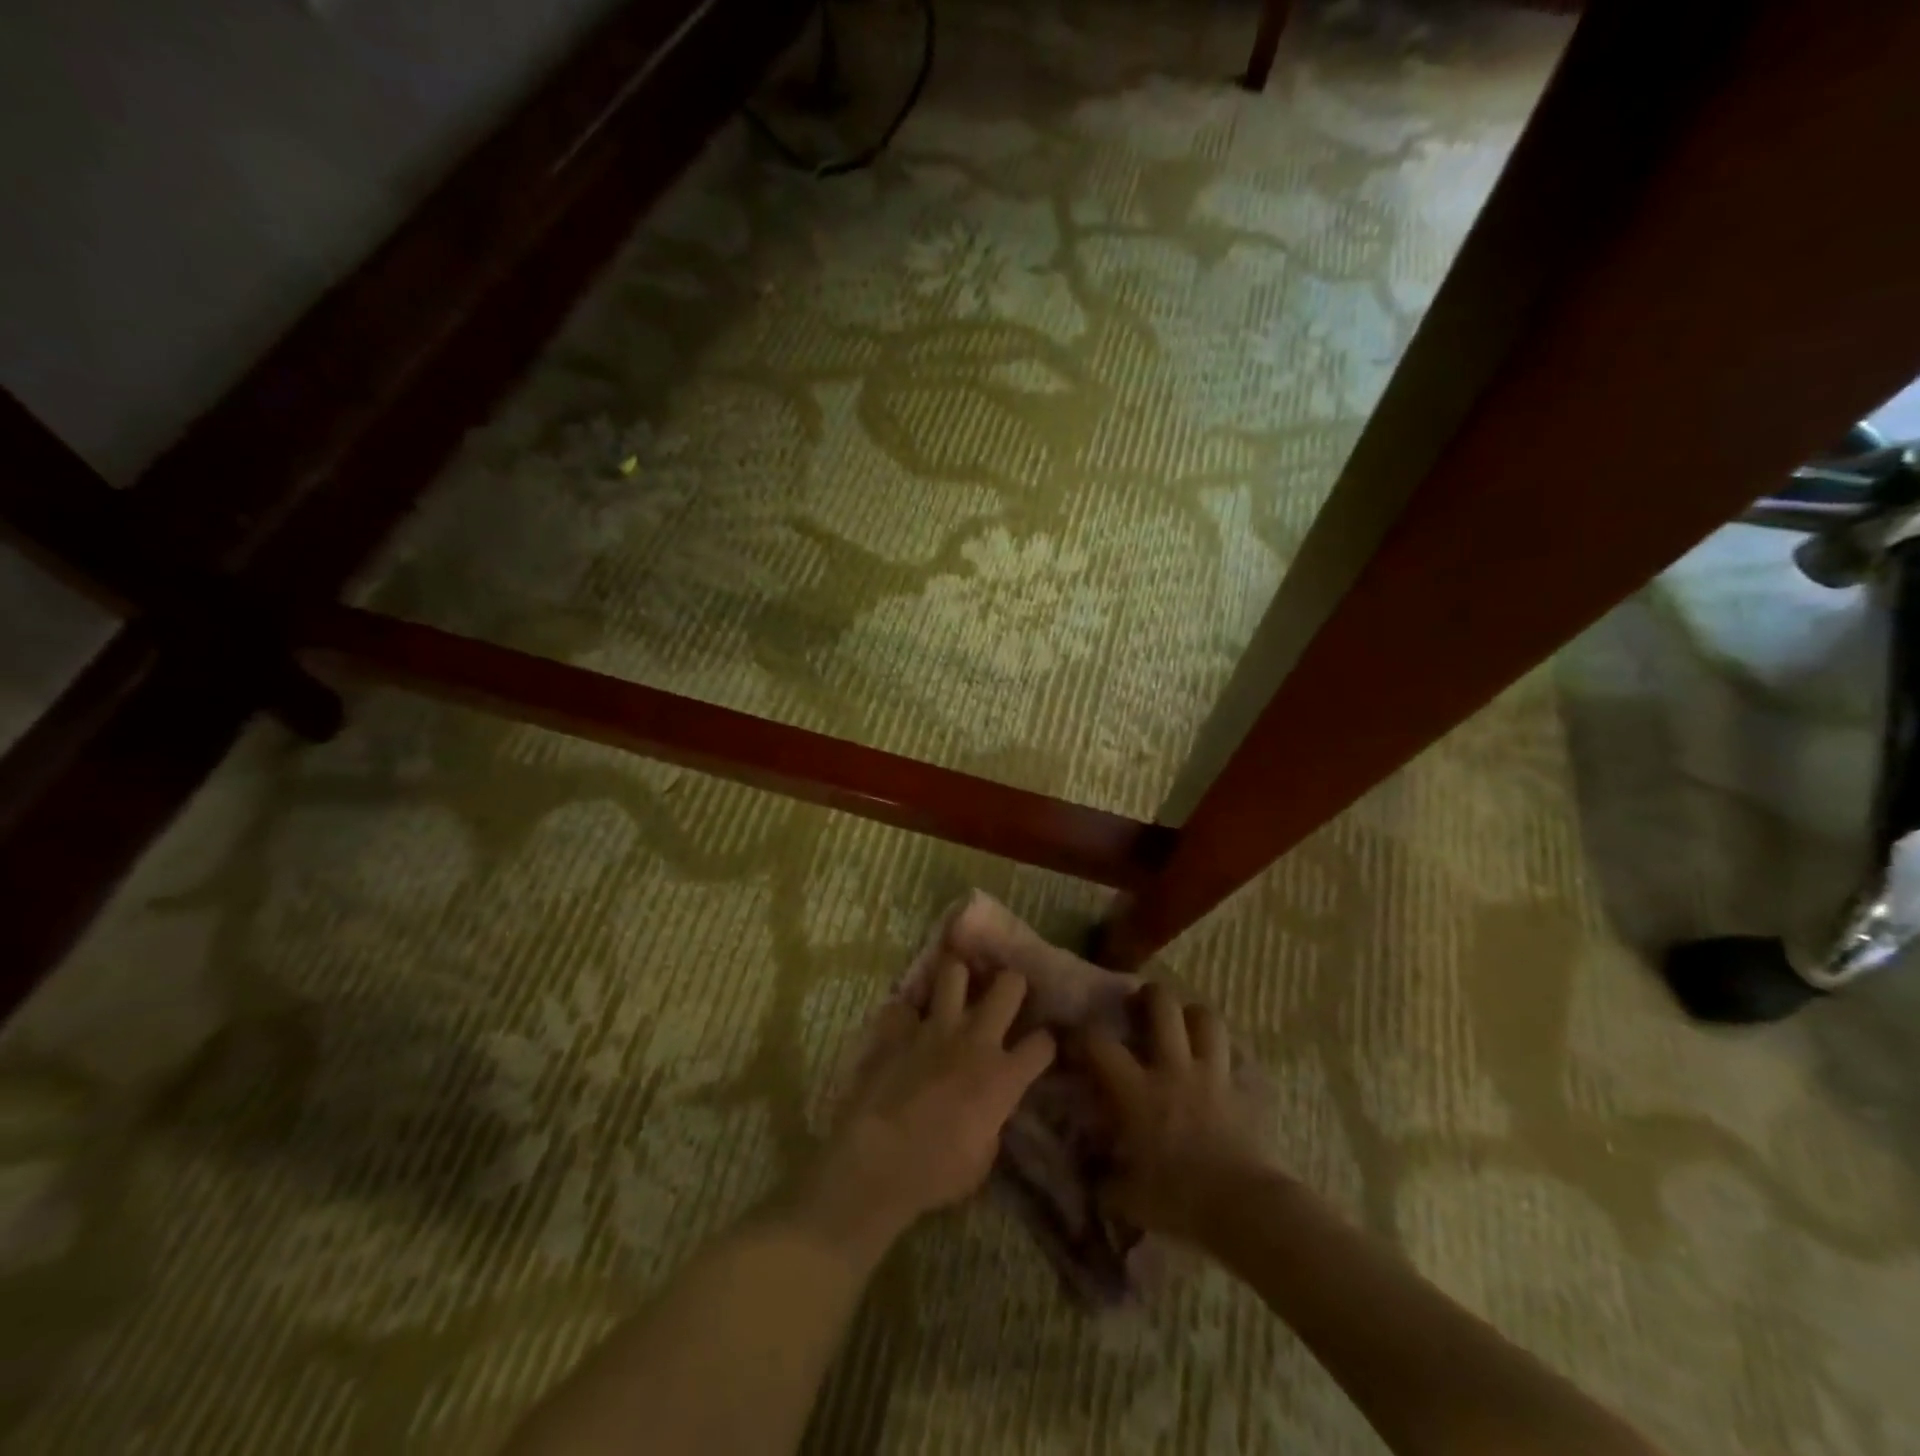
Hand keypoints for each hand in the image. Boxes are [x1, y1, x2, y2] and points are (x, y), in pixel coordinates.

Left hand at [801, 962, 1056, 1261]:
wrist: (877, 1160)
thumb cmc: (936, 1172)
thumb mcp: (983, 1158)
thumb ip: (993, 1121)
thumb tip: (989, 1109)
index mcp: (1002, 1076)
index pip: (1043, 1044)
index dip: (1045, 1043)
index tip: (1039, 1047)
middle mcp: (975, 1040)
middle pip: (1008, 985)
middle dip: (1012, 984)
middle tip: (1005, 994)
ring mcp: (933, 1028)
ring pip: (954, 972)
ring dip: (957, 980)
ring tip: (955, 990)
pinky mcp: (896, 1029)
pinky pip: (902, 1006)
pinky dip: (904, 1016)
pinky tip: (902, 1027)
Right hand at [1082, 984, 1269, 1244]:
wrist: (1244, 1208)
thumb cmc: (1179, 1200)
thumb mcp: (1129, 1200)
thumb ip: (1108, 1182)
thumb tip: (1096, 1179)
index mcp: (1137, 1091)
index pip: (1100, 1044)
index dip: (1082, 1033)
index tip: (1073, 1035)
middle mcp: (1173, 1070)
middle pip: (1164, 1007)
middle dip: (1151, 994)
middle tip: (1142, 1002)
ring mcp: (1212, 1076)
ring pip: (1207, 1020)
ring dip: (1194, 1015)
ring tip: (1185, 1023)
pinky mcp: (1243, 1092)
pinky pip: (1237, 1059)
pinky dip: (1226, 1057)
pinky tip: (1220, 1064)